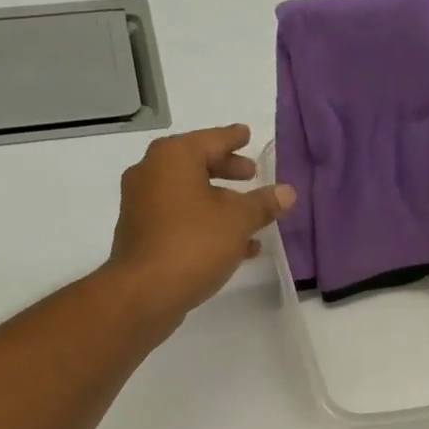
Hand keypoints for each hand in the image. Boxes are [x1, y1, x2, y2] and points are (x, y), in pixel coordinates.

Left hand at [108, 125, 295, 328]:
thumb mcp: (238, 221)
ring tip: (251, 217)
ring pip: (189, 195)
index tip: (247, 134)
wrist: (143, 293)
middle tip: (252, 174)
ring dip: (220, 203)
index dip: (233, 138)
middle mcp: (151, 173)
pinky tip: (235, 246)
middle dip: (227, 171)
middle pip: (196, 165)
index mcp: (173, 158)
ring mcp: (142, 205)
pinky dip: (205, 224)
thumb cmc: (193, 244)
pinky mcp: (141, 234)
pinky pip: (180, 219)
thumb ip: (263, 204)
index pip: (211, 139)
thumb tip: (286, 192)